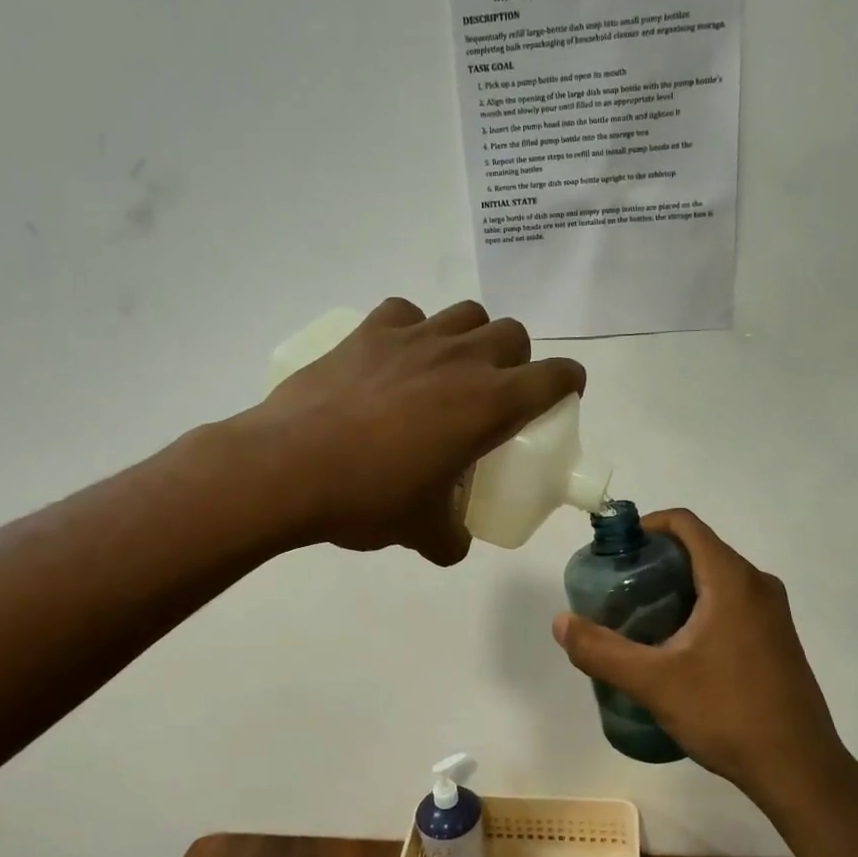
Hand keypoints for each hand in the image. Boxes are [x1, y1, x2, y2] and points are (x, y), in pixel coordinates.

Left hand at [247, 298, 583, 564]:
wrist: (289, 469)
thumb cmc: (370, 499)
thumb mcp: (422, 531)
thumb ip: (450, 537)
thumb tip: (453, 544)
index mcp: (491, 404)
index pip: (556, 376)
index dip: (568, 383)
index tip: (562, 396)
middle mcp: (462, 359)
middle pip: (513, 334)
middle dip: (516, 359)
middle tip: (495, 394)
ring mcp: (414, 338)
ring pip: (466, 314)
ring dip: (470, 337)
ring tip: (449, 370)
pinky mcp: (368, 331)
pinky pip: (406, 313)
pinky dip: (411, 329)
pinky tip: (396, 357)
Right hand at [552, 509, 851, 805]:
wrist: (799, 769)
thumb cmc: (727, 713)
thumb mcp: (654, 682)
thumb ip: (602, 650)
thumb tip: (561, 623)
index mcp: (733, 579)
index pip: (685, 524)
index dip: (646, 526)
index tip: (615, 552)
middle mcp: (758, 585)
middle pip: (699, 550)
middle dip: (655, 562)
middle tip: (618, 592)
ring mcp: (772, 613)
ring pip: (715, 580)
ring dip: (676, 588)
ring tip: (639, 620)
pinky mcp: (777, 639)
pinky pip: (731, 604)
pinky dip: (699, 608)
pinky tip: (676, 648)